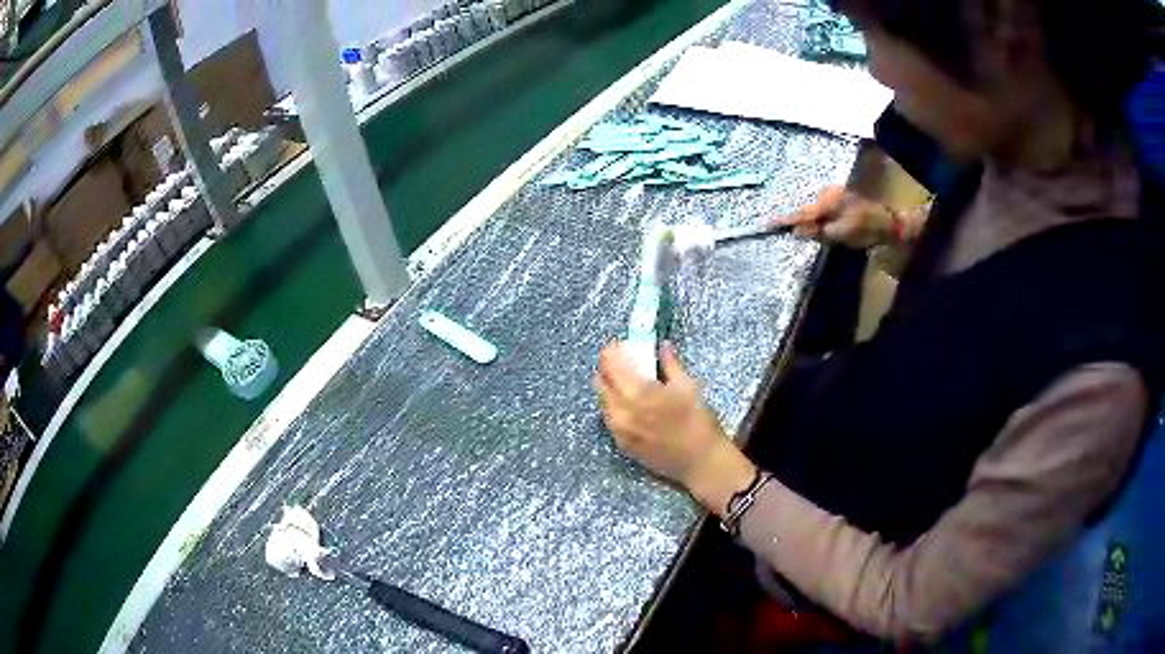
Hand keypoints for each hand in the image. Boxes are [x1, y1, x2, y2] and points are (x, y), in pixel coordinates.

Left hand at [596, 342, 756, 514]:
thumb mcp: (688, 386)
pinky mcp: (621, 444)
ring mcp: (619, 430)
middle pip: (600, 381)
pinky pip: (609, 418)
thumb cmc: (699, 422)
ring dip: (610, 387)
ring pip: (602, 401)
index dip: (612, 351)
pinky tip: (630, 404)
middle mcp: (621, 411)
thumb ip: (670, 364)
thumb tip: (662, 347)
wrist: (701, 462)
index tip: (621, 345)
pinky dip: (614, 406)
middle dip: (609, 368)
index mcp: (638, 393)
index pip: (610, 364)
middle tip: (625, 362)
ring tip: (628, 383)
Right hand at [774, 185, 898, 248]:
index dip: (785, 220)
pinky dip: (819, 215)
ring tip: (804, 229)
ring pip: (816, 208)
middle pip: (808, 209)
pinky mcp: (841, 196)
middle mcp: (828, 193)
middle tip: (783, 229)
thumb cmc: (865, 230)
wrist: (889, 222)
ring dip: (810, 218)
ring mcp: (835, 193)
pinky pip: (823, 206)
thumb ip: (818, 232)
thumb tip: (796, 231)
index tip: (767, 223)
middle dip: (798, 220)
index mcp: (827, 202)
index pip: (801, 213)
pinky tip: (821, 223)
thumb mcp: (841, 235)